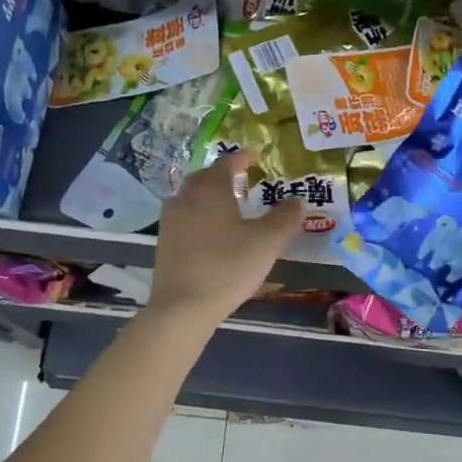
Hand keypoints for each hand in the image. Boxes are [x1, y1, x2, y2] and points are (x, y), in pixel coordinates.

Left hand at [147, 151, 305, 322]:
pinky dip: (200, 216)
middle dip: (223, 175)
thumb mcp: (267, 242)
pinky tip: (211, 232)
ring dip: (209, 196)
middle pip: (205, 178)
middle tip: (242, 179)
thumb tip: (298, 201)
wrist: (182, 307)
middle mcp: (185, 197)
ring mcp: (170, 221)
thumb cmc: (228, 266)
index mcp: (210, 189)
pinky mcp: (164, 243)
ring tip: (228, 205)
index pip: (227, 163)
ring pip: (191, 198)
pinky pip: (185, 218)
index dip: (242, 158)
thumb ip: (285, 218)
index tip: (255, 154)